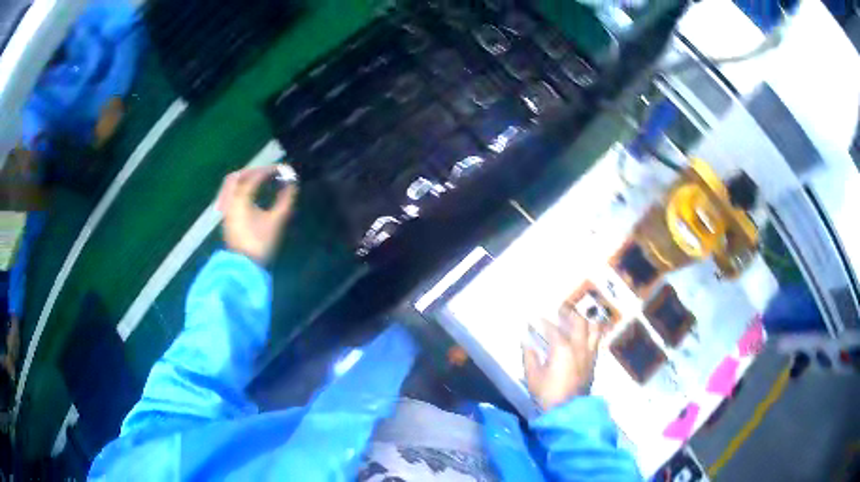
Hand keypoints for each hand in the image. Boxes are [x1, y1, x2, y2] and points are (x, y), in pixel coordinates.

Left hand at [216, 165, 296, 264]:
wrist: (245, 267)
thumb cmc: (261, 243)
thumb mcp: (277, 221)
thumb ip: (285, 200)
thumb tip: (292, 183)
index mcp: (241, 199)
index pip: (254, 177)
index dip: (269, 170)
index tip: (282, 169)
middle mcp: (230, 201)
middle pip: (237, 177)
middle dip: (253, 171)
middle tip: (268, 173)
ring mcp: (226, 211)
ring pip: (230, 187)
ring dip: (244, 180)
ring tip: (258, 182)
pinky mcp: (227, 219)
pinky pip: (230, 196)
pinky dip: (240, 190)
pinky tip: (250, 197)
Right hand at [524, 312, 602, 410]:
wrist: (567, 410)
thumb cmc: (547, 393)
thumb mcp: (533, 376)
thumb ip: (529, 356)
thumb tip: (526, 342)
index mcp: (562, 348)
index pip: (552, 328)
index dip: (542, 322)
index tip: (535, 318)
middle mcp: (579, 346)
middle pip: (579, 322)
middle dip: (569, 313)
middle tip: (561, 310)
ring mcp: (589, 354)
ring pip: (594, 329)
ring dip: (585, 321)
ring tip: (577, 320)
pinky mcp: (593, 363)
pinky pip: (595, 342)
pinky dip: (590, 334)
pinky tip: (583, 338)